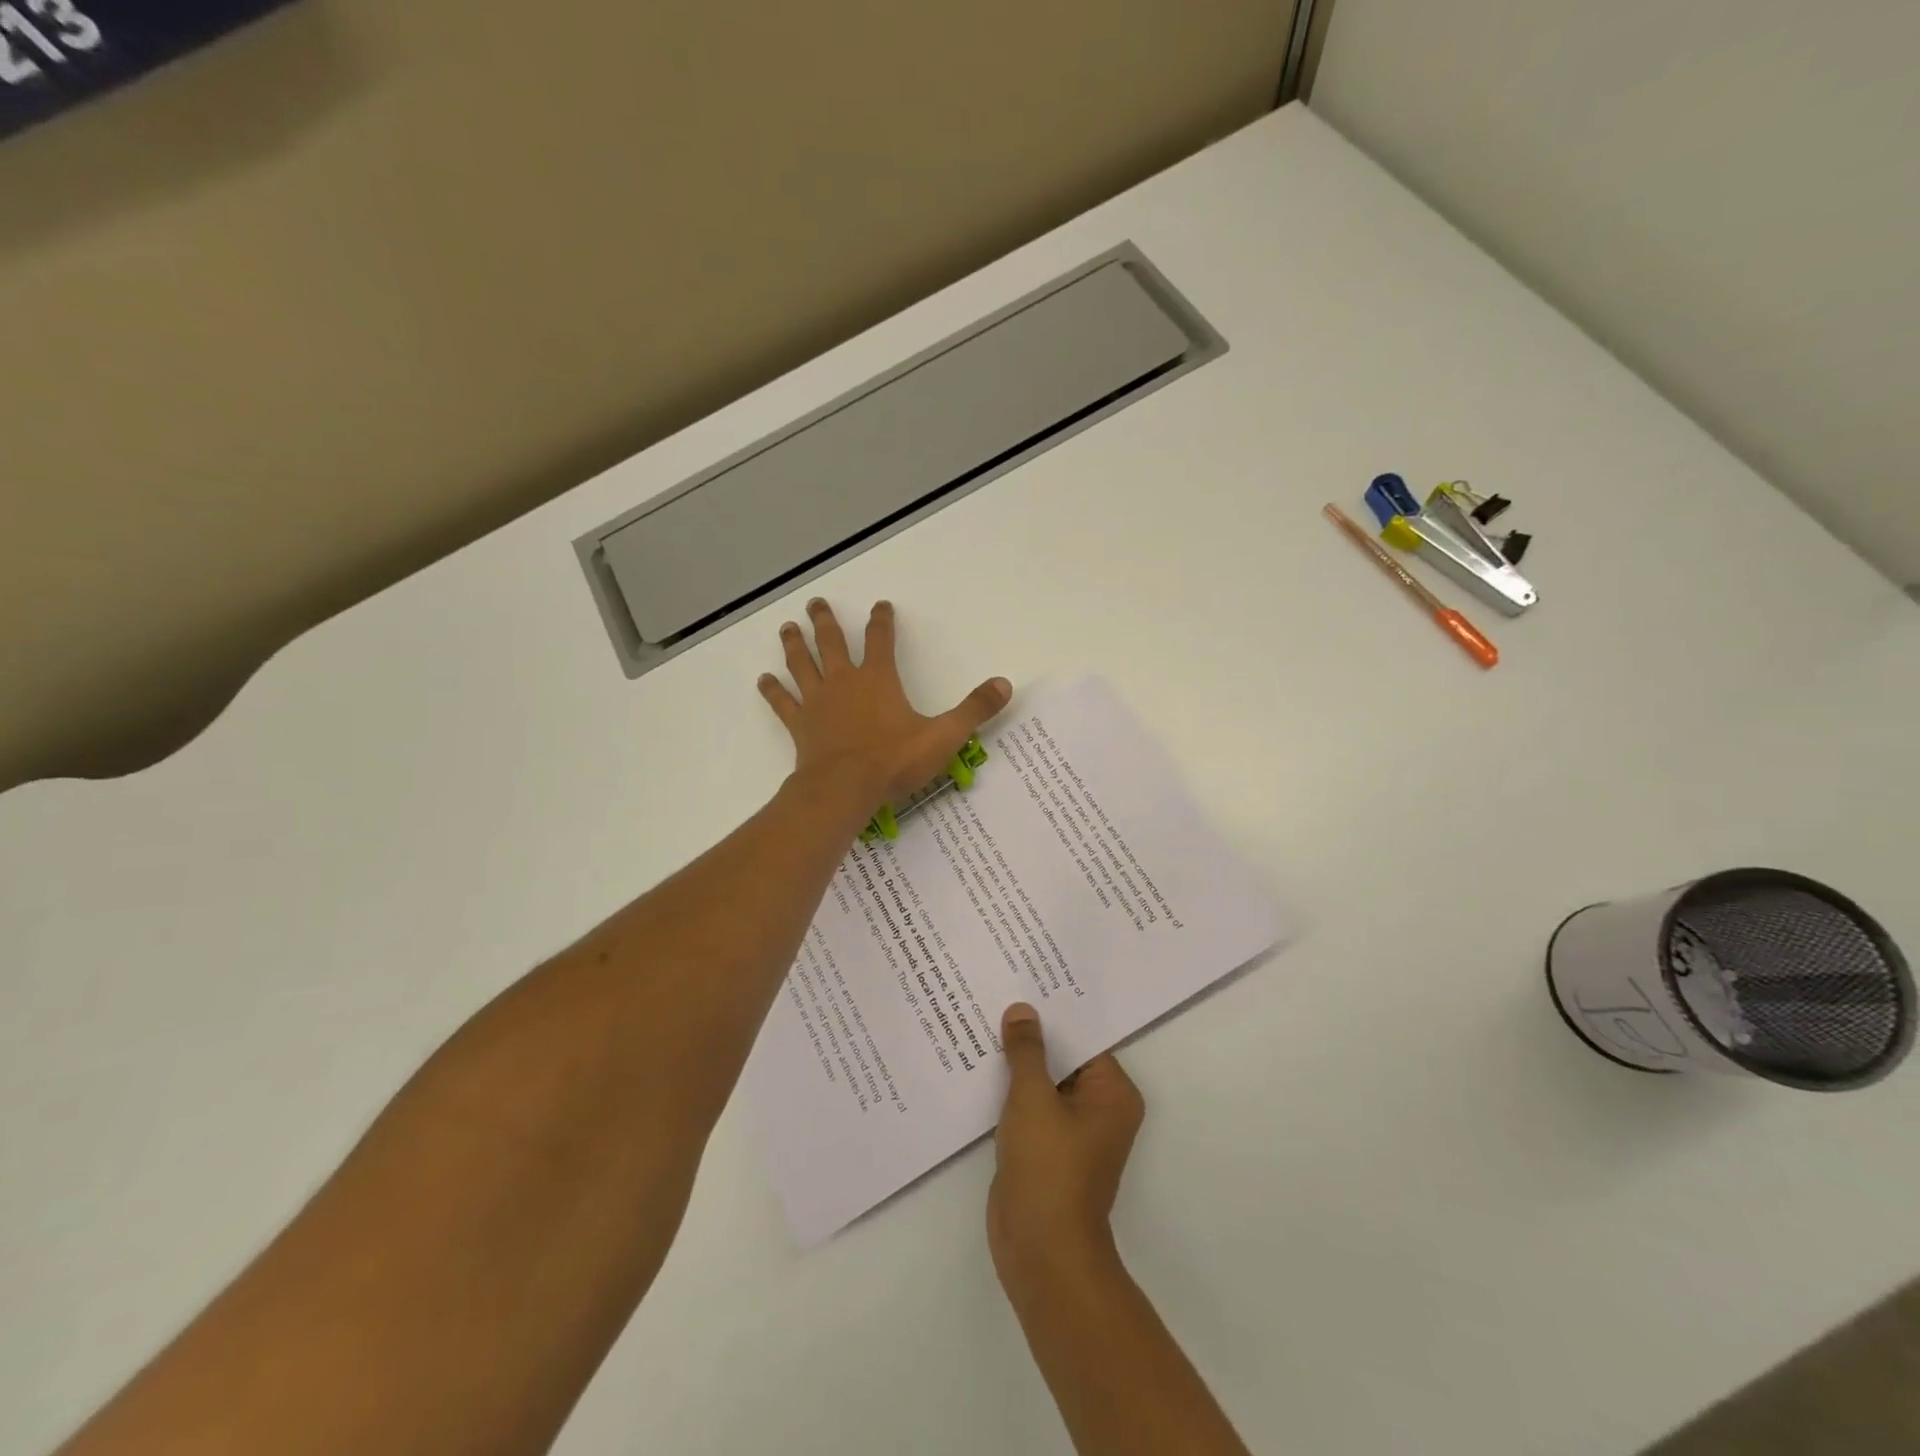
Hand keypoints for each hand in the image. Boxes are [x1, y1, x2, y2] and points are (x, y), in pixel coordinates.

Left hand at [758, 599, 1011, 804]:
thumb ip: (974, 710)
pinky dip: (773, 690)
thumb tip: (1004, 684)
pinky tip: (763, 679)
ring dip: (795, 644)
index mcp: (878, 679)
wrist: (845, 789)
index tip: (880, 605)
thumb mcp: (943, 736)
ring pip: (802, 664)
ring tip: (787, 627)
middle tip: (817, 603)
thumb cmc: (894, 761)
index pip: (880, 639)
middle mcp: (844, 682)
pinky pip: (783, 702)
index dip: (882, 621)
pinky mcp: (801, 725)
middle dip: (826, 621)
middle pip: (832, 642)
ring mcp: (818, 702)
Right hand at [989, 1003, 1144, 1294]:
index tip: (1026, 981)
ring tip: (984, 1018)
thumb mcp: (1033, 1098)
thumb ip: (1026, 1051)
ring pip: (1044, 1082)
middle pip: (1064, 1058)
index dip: (1054, 1012)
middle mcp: (1099, 1108)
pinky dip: (1010, 1090)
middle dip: (1032, 1035)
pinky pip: (1030, 1106)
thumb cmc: (1048, 1167)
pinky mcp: (1046, 1148)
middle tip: (999, 992)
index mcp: (1113, 1093)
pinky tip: (979, 1064)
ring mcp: (1072, 1130)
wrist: (1040, 1251)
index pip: (1084, 1038)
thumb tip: (1022, 1010)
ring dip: (1018, 1062)